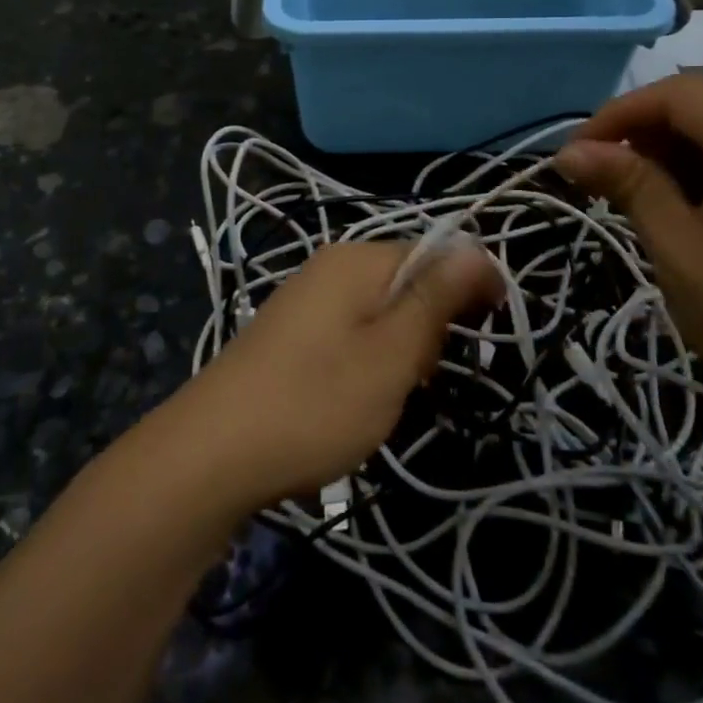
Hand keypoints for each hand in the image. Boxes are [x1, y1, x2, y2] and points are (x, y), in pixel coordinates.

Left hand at [171, 242, 500, 509]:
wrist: (210, 454)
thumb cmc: (315, 403)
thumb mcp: (390, 355)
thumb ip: (435, 299)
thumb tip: (476, 247)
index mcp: (357, 259)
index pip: (436, 251)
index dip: (472, 287)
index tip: (492, 334)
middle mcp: (329, 267)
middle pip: (408, 281)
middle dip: (432, 326)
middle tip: (424, 378)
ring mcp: (306, 301)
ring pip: (381, 313)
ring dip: (402, 351)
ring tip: (392, 397)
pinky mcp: (291, 335)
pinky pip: (350, 333)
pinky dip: (370, 361)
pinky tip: (358, 401)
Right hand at [555, 76, 702, 452]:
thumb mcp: (678, 248)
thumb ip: (627, 185)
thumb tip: (568, 152)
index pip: (677, 94)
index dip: (617, 114)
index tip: (576, 154)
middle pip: (700, 105)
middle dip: (640, 131)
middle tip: (598, 176)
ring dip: (667, 150)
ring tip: (631, 194)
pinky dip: (700, 167)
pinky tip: (677, 205)